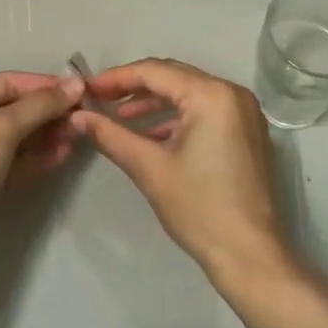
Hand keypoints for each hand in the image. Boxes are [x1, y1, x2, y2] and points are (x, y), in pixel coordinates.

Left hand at [0, 71, 83, 266]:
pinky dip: (39, 156)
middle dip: (48, 111)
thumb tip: (77, 83)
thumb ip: (40, 105)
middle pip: (14, 109)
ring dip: (48, 133)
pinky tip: (64, 153)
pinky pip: (17, 161)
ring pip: (18, 136)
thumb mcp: (1, 127)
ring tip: (80, 133)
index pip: (7, 83)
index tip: (81, 89)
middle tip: (84, 114)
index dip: (44, 85)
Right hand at [71, 59, 293, 286]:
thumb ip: (111, 135)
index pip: (155, 72)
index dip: (117, 78)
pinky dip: (176, 118)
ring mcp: (244, 113)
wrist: (250, 255)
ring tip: (119, 118)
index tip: (87, 89)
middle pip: (173, 77)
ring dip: (153, 104)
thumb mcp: (149, 168)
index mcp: (211, 95)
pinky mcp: (247, 133)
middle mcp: (232, 93)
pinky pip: (205, 111)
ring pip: (188, 94)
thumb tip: (77, 117)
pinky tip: (150, 135)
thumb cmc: (199, 208)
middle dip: (134, 87)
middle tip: (99, 100)